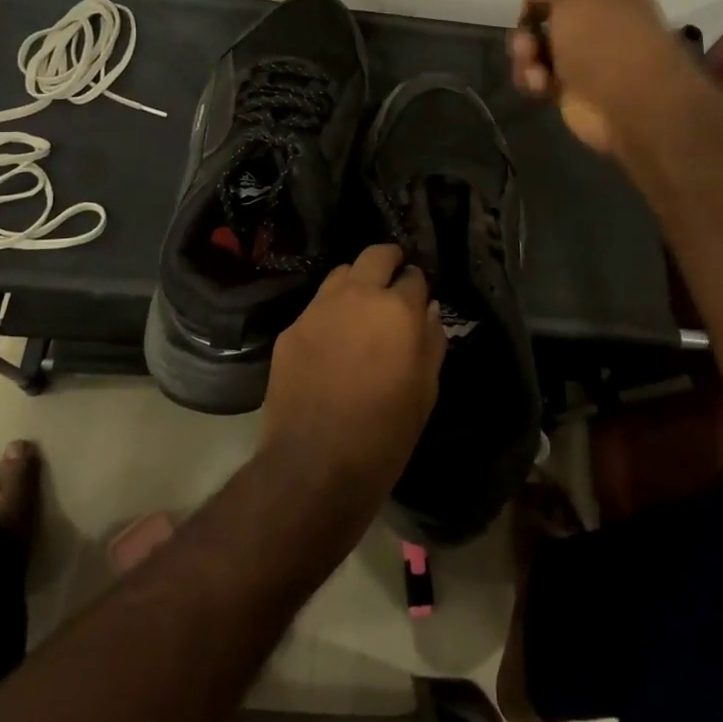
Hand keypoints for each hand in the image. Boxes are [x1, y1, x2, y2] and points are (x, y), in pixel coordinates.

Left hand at [258, 245, 446, 504]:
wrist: (314, 466)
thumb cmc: (385, 435)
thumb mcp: (426, 392)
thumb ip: (431, 342)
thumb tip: (428, 310)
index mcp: (397, 311)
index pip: (413, 276)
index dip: (418, 288)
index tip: (417, 301)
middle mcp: (357, 297)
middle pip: (375, 255)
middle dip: (389, 262)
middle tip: (393, 283)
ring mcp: (318, 310)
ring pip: (341, 274)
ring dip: (356, 283)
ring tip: (360, 310)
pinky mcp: (291, 329)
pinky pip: (316, 307)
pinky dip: (330, 313)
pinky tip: (332, 341)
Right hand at [507, 0, 691, 167]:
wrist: (632, 102)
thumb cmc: (604, 36)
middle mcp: (594, 12)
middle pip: (545, 3)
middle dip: (527, 15)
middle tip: (527, 23)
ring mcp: (581, 50)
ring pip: (534, 40)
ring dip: (524, 50)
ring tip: (532, 60)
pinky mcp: (569, 84)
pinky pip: (536, 72)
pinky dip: (532, 77)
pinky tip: (540, 84)